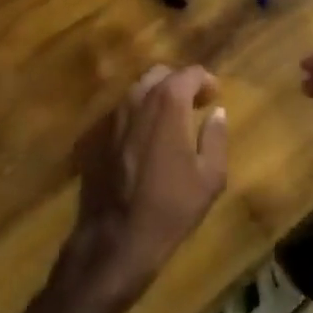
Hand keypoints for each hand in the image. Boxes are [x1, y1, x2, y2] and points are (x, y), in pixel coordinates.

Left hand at [65, 65, 227, 310]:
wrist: (115, 239)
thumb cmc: (170, 207)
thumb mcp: (210, 177)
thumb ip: (215, 137)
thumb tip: (217, 113)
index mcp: (167, 103)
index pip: (190, 73)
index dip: (206, 81)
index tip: (215, 96)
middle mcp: (136, 99)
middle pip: (160, 75)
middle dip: (179, 83)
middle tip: (194, 104)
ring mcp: (111, 116)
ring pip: (137, 91)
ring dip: (156, 97)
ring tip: (170, 121)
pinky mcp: (94, 136)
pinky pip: (121, 113)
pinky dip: (137, 116)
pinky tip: (144, 141)